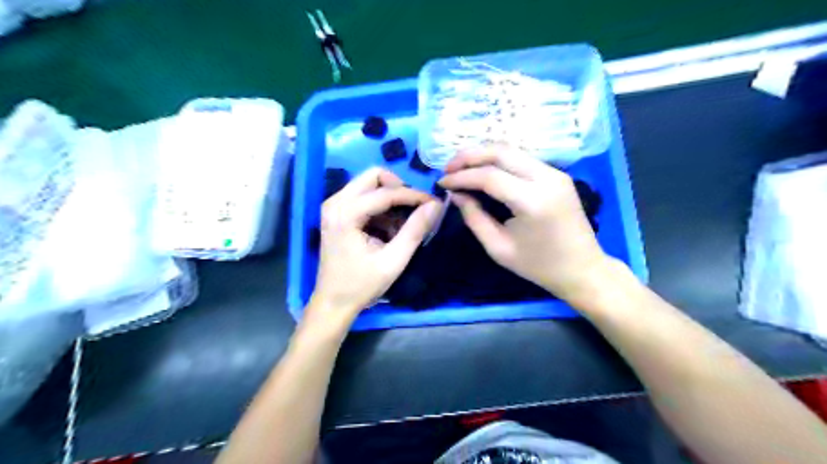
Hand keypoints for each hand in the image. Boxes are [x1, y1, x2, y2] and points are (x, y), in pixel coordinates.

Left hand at [308, 167, 437, 329]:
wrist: (332, 303)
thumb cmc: (361, 285)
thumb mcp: (393, 260)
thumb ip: (415, 231)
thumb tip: (435, 205)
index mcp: (346, 213)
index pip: (386, 192)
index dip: (414, 196)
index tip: (434, 204)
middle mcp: (336, 202)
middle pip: (373, 176)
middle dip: (399, 189)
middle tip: (415, 208)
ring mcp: (333, 206)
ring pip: (369, 185)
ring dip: (390, 200)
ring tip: (403, 226)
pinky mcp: (336, 213)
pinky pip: (364, 198)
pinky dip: (381, 209)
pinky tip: (389, 231)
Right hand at [442, 146, 608, 301]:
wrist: (583, 269)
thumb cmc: (538, 266)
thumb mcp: (498, 248)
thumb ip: (474, 217)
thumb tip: (456, 194)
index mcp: (532, 201)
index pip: (489, 176)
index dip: (461, 177)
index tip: (441, 182)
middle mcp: (547, 178)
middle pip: (501, 151)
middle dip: (469, 156)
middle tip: (448, 168)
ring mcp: (555, 173)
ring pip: (512, 150)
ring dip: (483, 154)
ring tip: (461, 167)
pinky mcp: (558, 174)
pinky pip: (522, 158)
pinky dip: (499, 159)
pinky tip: (483, 169)